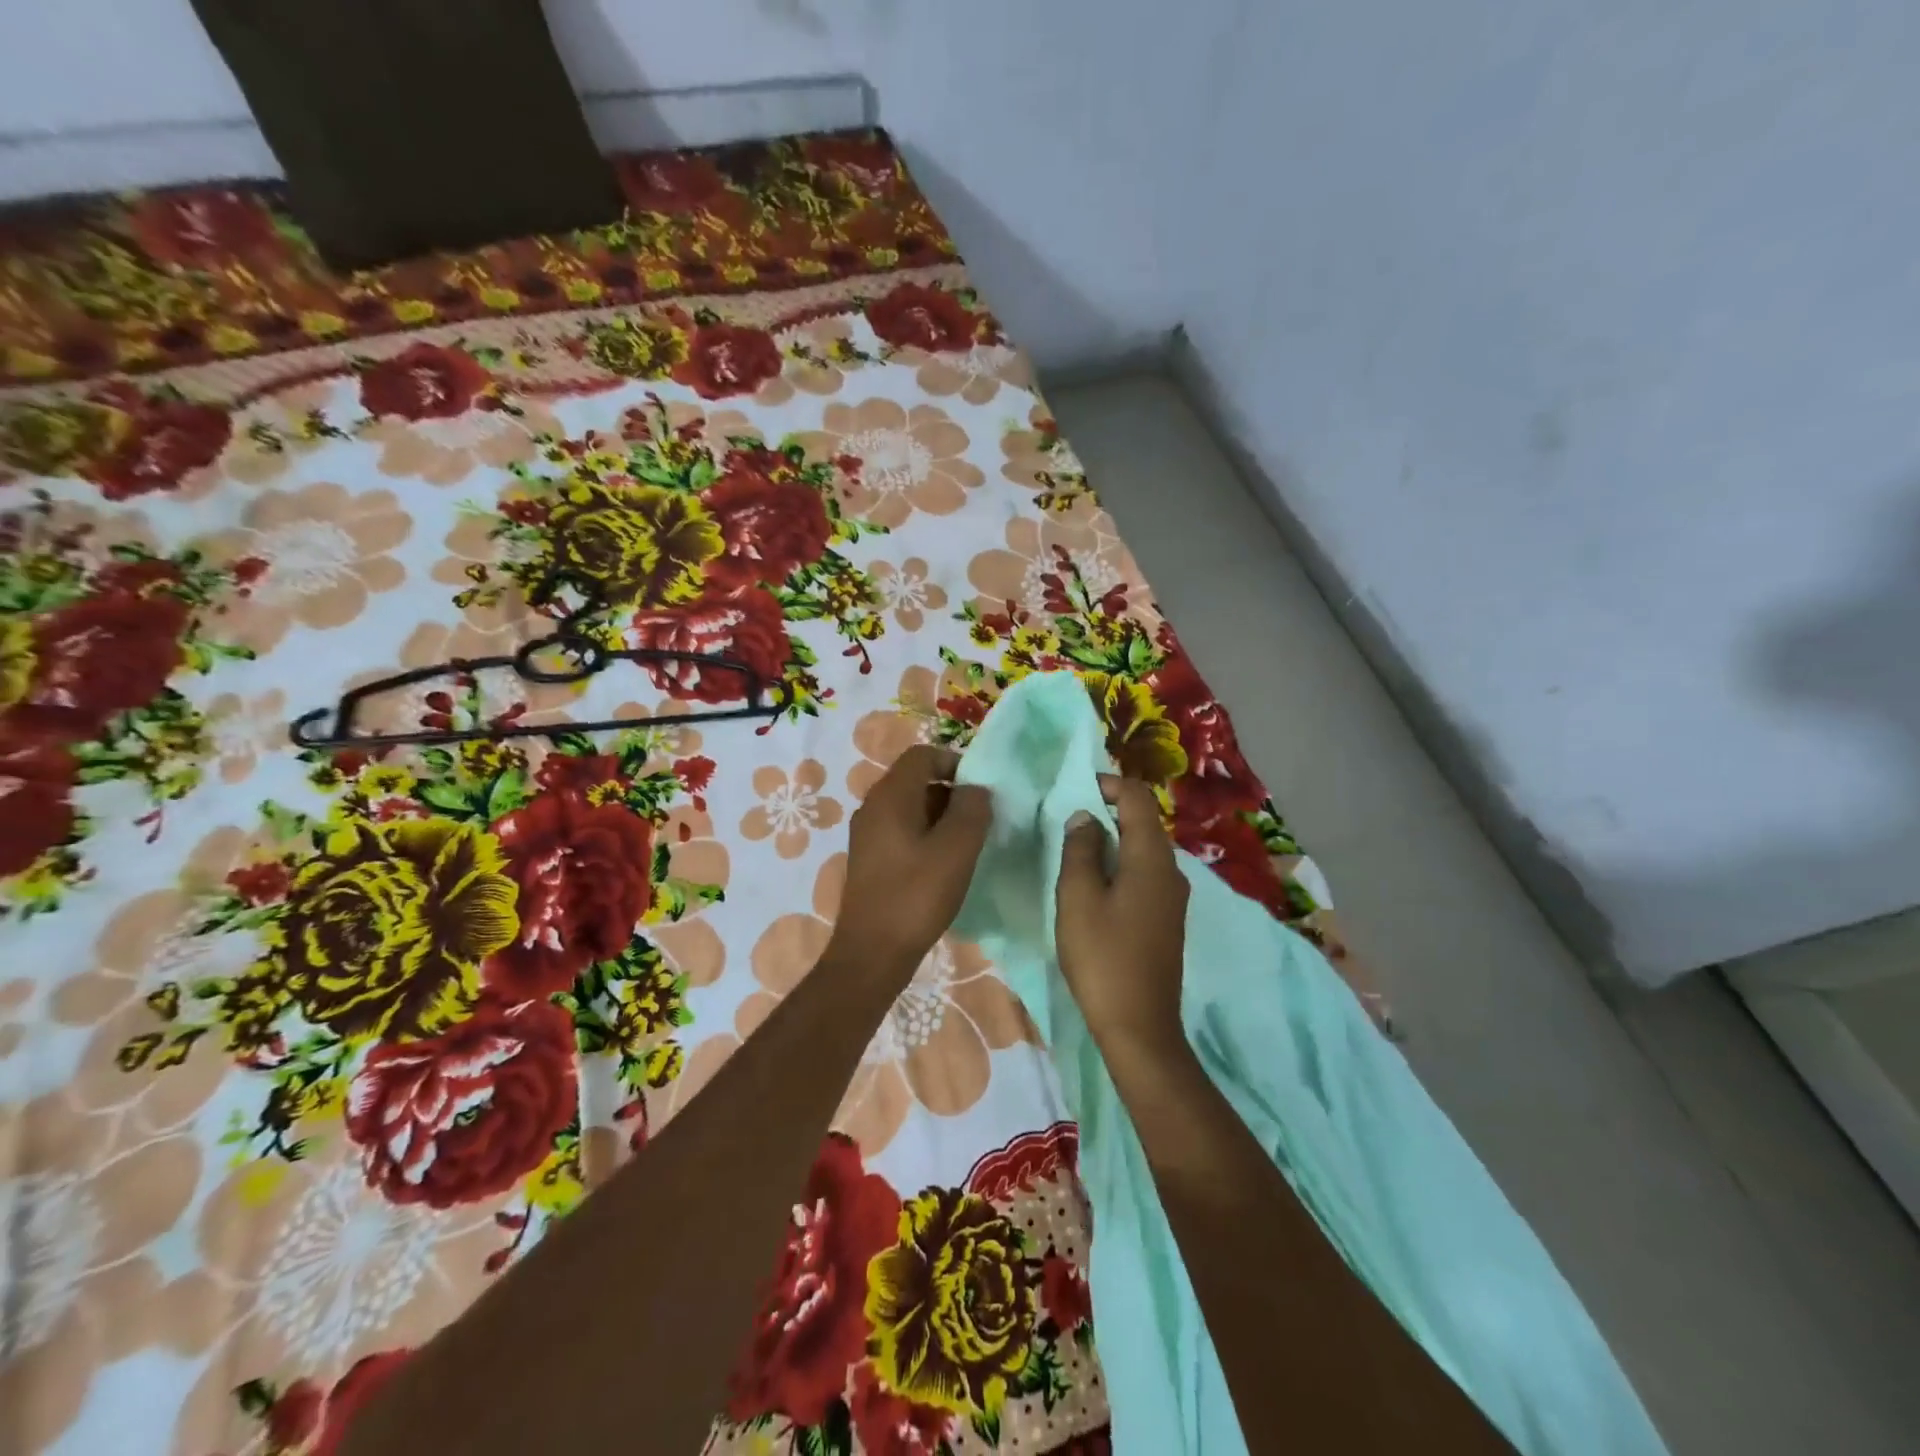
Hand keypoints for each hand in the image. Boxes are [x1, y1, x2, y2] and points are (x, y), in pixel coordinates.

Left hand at [828, 745, 991, 982]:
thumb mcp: (957, 849)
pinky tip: (943, 864)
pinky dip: (925, 835)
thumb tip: (976, 788)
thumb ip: (972, 810)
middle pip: (915, 779)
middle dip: (950, 791)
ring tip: (967, 843)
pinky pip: (900, 830)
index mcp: (890, 796)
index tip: (980, 788)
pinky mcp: (869, 858)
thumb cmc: (916, 896)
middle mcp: (872, 806)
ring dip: (940, 815)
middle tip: (979, 817)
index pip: (922, 755)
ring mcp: (867, 834)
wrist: (872, 953)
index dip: (954, 762)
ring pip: (909, 806)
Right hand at [1055, 776, 1190, 1059]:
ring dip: (1113, 839)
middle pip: (1144, 821)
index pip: (1138, 798)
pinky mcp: (1167, 918)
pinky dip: (1121, 864)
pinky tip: (1096, 883)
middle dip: (1108, 811)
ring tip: (1076, 849)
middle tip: (1068, 818)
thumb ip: (1080, 849)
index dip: (1109, 785)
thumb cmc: (1103, 957)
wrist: (1140, 1025)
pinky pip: (1145, 873)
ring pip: (1144, 849)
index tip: (1076, 790)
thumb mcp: (1078, 897)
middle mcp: (1171, 869)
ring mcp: (1173, 896)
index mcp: (1152, 857)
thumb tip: (1085, 817)